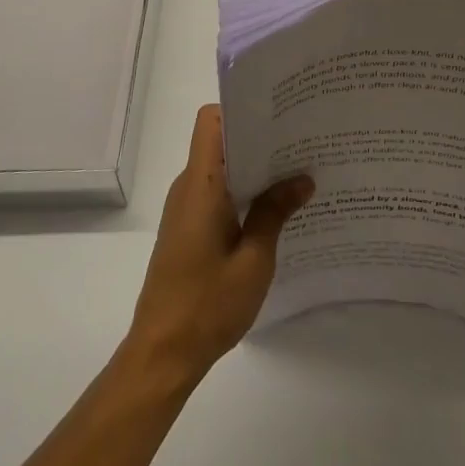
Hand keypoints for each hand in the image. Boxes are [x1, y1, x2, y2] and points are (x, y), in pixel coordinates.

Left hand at [125, 104, 313, 386]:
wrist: (162, 355)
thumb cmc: (207, 305)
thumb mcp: (254, 260)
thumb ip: (275, 212)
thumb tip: (302, 177)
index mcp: (201, 185)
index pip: (211, 121)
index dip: (242, 110)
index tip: (279, 115)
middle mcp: (188, 187)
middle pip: (221, 141)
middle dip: (260, 138)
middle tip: (303, 141)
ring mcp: (185, 209)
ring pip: (221, 168)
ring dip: (254, 168)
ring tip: (298, 171)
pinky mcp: (187, 229)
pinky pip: (217, 193)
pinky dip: (244, 191)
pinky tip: (276, 208)